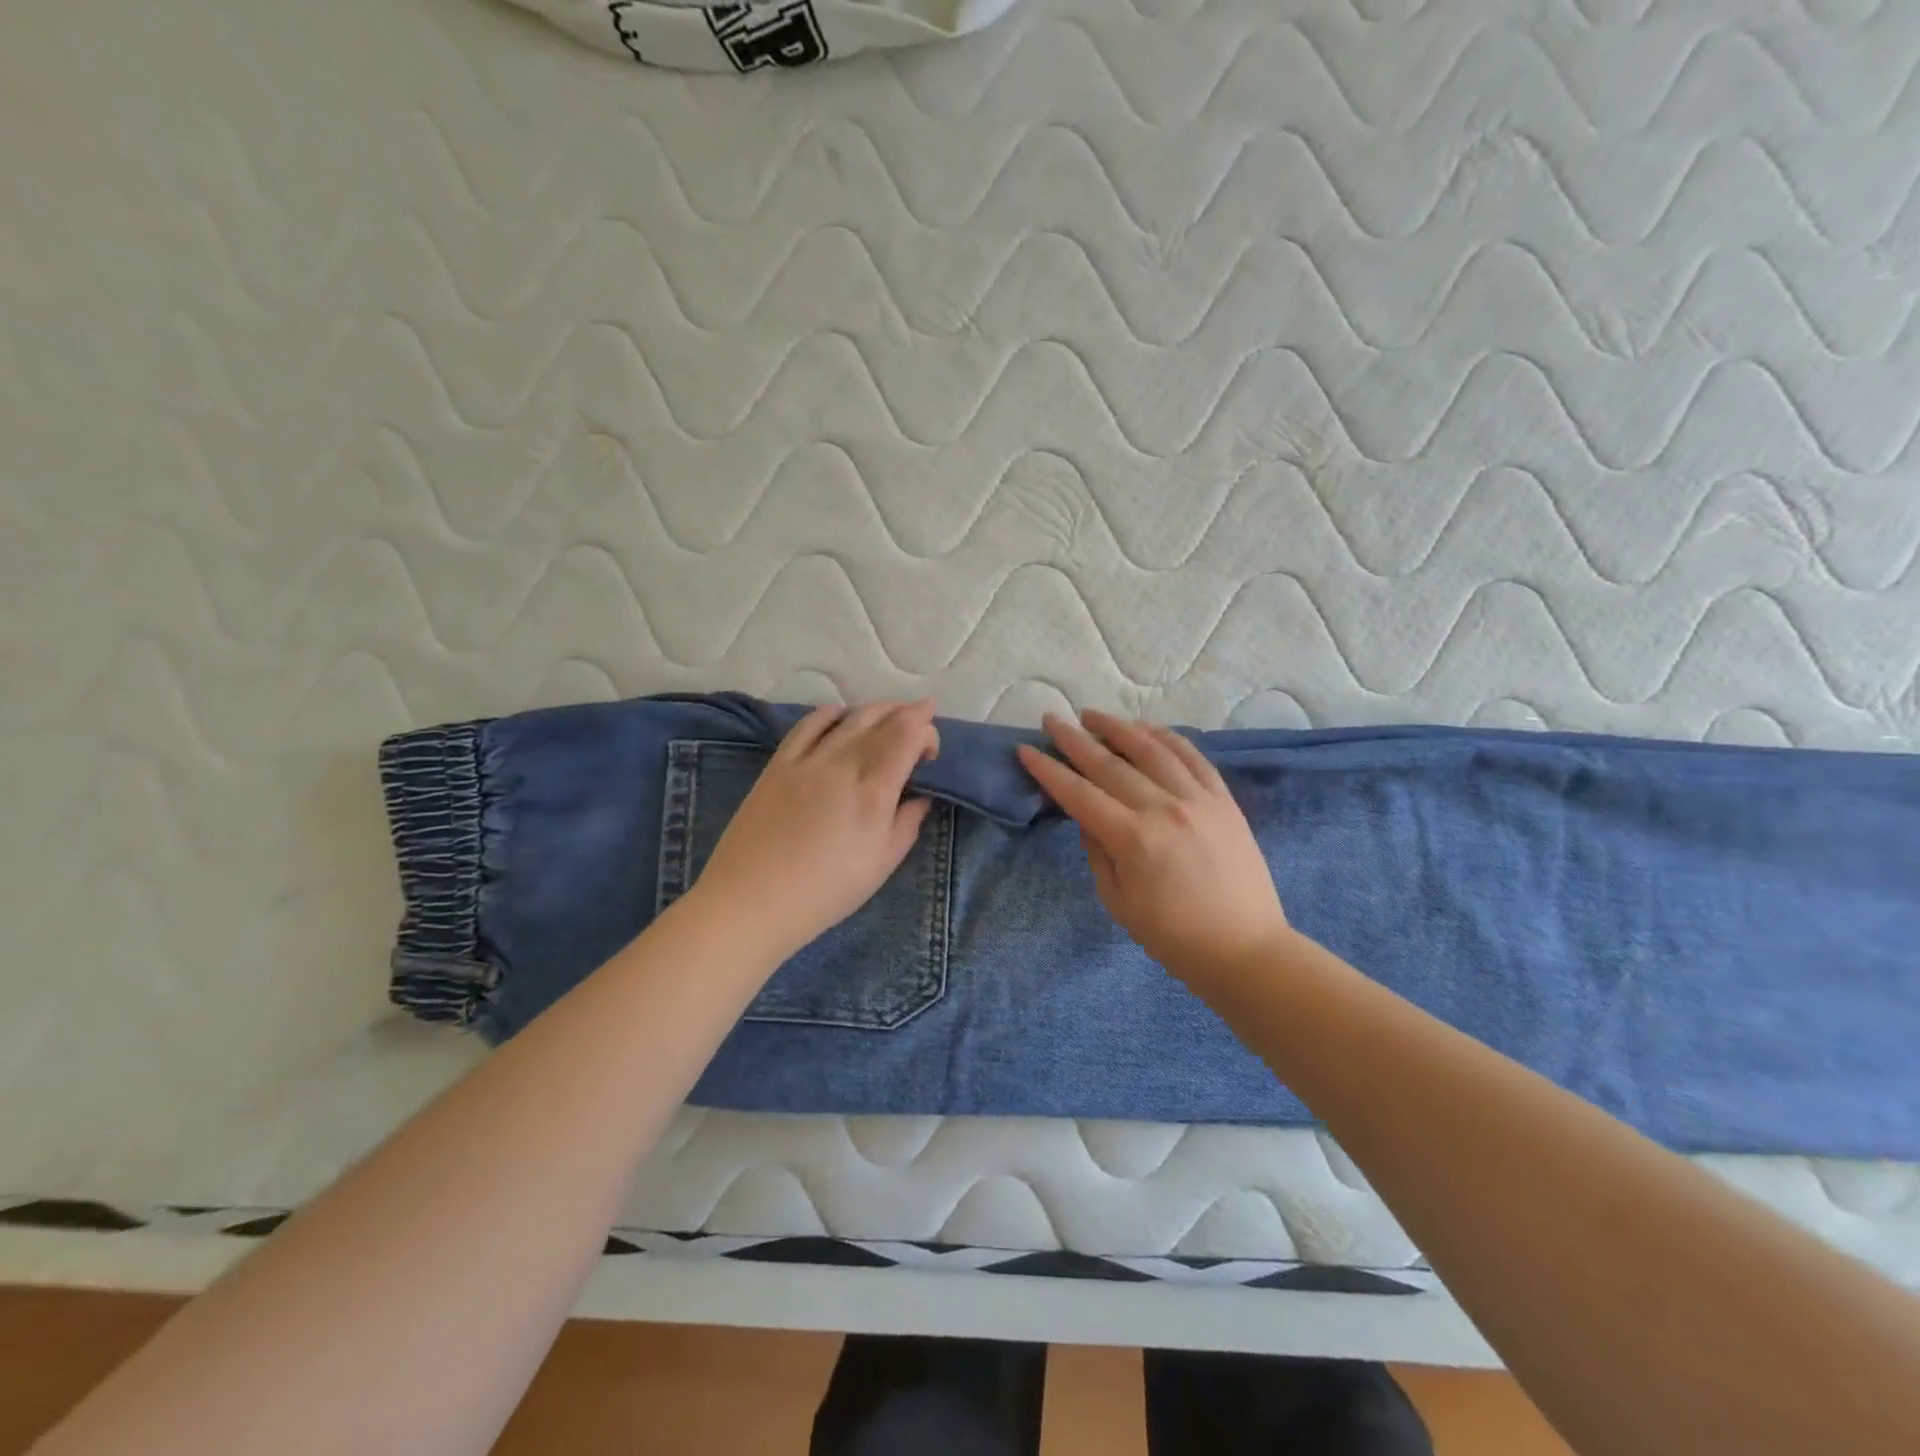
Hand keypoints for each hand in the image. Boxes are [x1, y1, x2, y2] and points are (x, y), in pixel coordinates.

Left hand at [687, 700, 939, 961]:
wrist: (752, 899)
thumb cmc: (826, 891)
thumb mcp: (882, 864)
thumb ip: (907, 823)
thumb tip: (921, 796)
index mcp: (874, 789)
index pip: (908, 735)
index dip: (927, 730)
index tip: (931, 750)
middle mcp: (843, 763)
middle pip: (882, 719)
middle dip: (908, 712)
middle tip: (922, 716)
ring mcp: (807, 759)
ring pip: (849, 717)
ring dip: (876, 710)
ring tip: (890, 714)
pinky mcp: (779, 763)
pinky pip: (808, 724)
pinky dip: (831, 713)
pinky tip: (840, 716)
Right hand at [1016, 710, 1292, 987]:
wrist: (1245, 949)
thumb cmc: (1173, 937)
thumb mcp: (1118, 902)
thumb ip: (1098, 853)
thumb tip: (1089, 818)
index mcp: (1133, 839)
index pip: (1079, 794)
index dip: (1049, 770)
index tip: (1026, 749)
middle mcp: (1164, 809)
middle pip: (1110, 764)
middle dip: (1075, 740)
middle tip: (1052, 719)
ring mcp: (1198, 799)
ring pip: (1152, 749)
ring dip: (1119, 727)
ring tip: (1093, 715)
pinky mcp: (1224, 800)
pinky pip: (1193, 757)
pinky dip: (1167, 737)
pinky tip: (1147, 727)